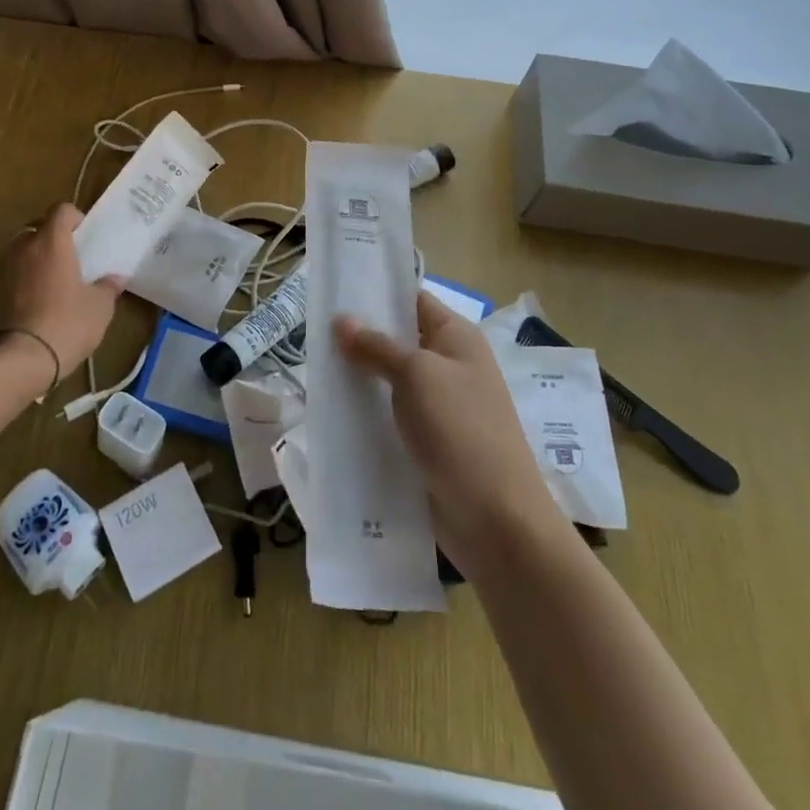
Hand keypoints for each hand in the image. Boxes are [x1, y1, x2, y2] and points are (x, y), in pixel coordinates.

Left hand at [0, 204, 121, 384]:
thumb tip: (115, 278)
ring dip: (30, 264)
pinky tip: (23, 310)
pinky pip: (2, 280)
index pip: (61, 210)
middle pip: (36, 231)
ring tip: (44, 290)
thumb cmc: (67, 325)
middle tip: (65, 265)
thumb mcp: (100, 308)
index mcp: (52, 243)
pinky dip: (13, 286)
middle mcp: (22, 249)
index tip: (83, 236)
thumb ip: (107, 287)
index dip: (74, 218)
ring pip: (17, 255)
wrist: (19, 362)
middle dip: (50, 242)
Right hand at [334, 291, 557, 571]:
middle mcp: (450, 365)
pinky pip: (391, 417)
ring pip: (390, 381)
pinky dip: (367, 414)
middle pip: (398, 341)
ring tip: (314, 369)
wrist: (497, 520)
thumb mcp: (416, 375)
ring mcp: (440, 407)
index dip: (376, 293)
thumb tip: (341, 319)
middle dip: (359, 337)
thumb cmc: (460, 429)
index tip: (334, 290)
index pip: (412, 300)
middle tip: (312, 330)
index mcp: (457, 338)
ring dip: (359, 378)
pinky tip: (333, 413)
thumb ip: (377, 346)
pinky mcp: (428, 443)